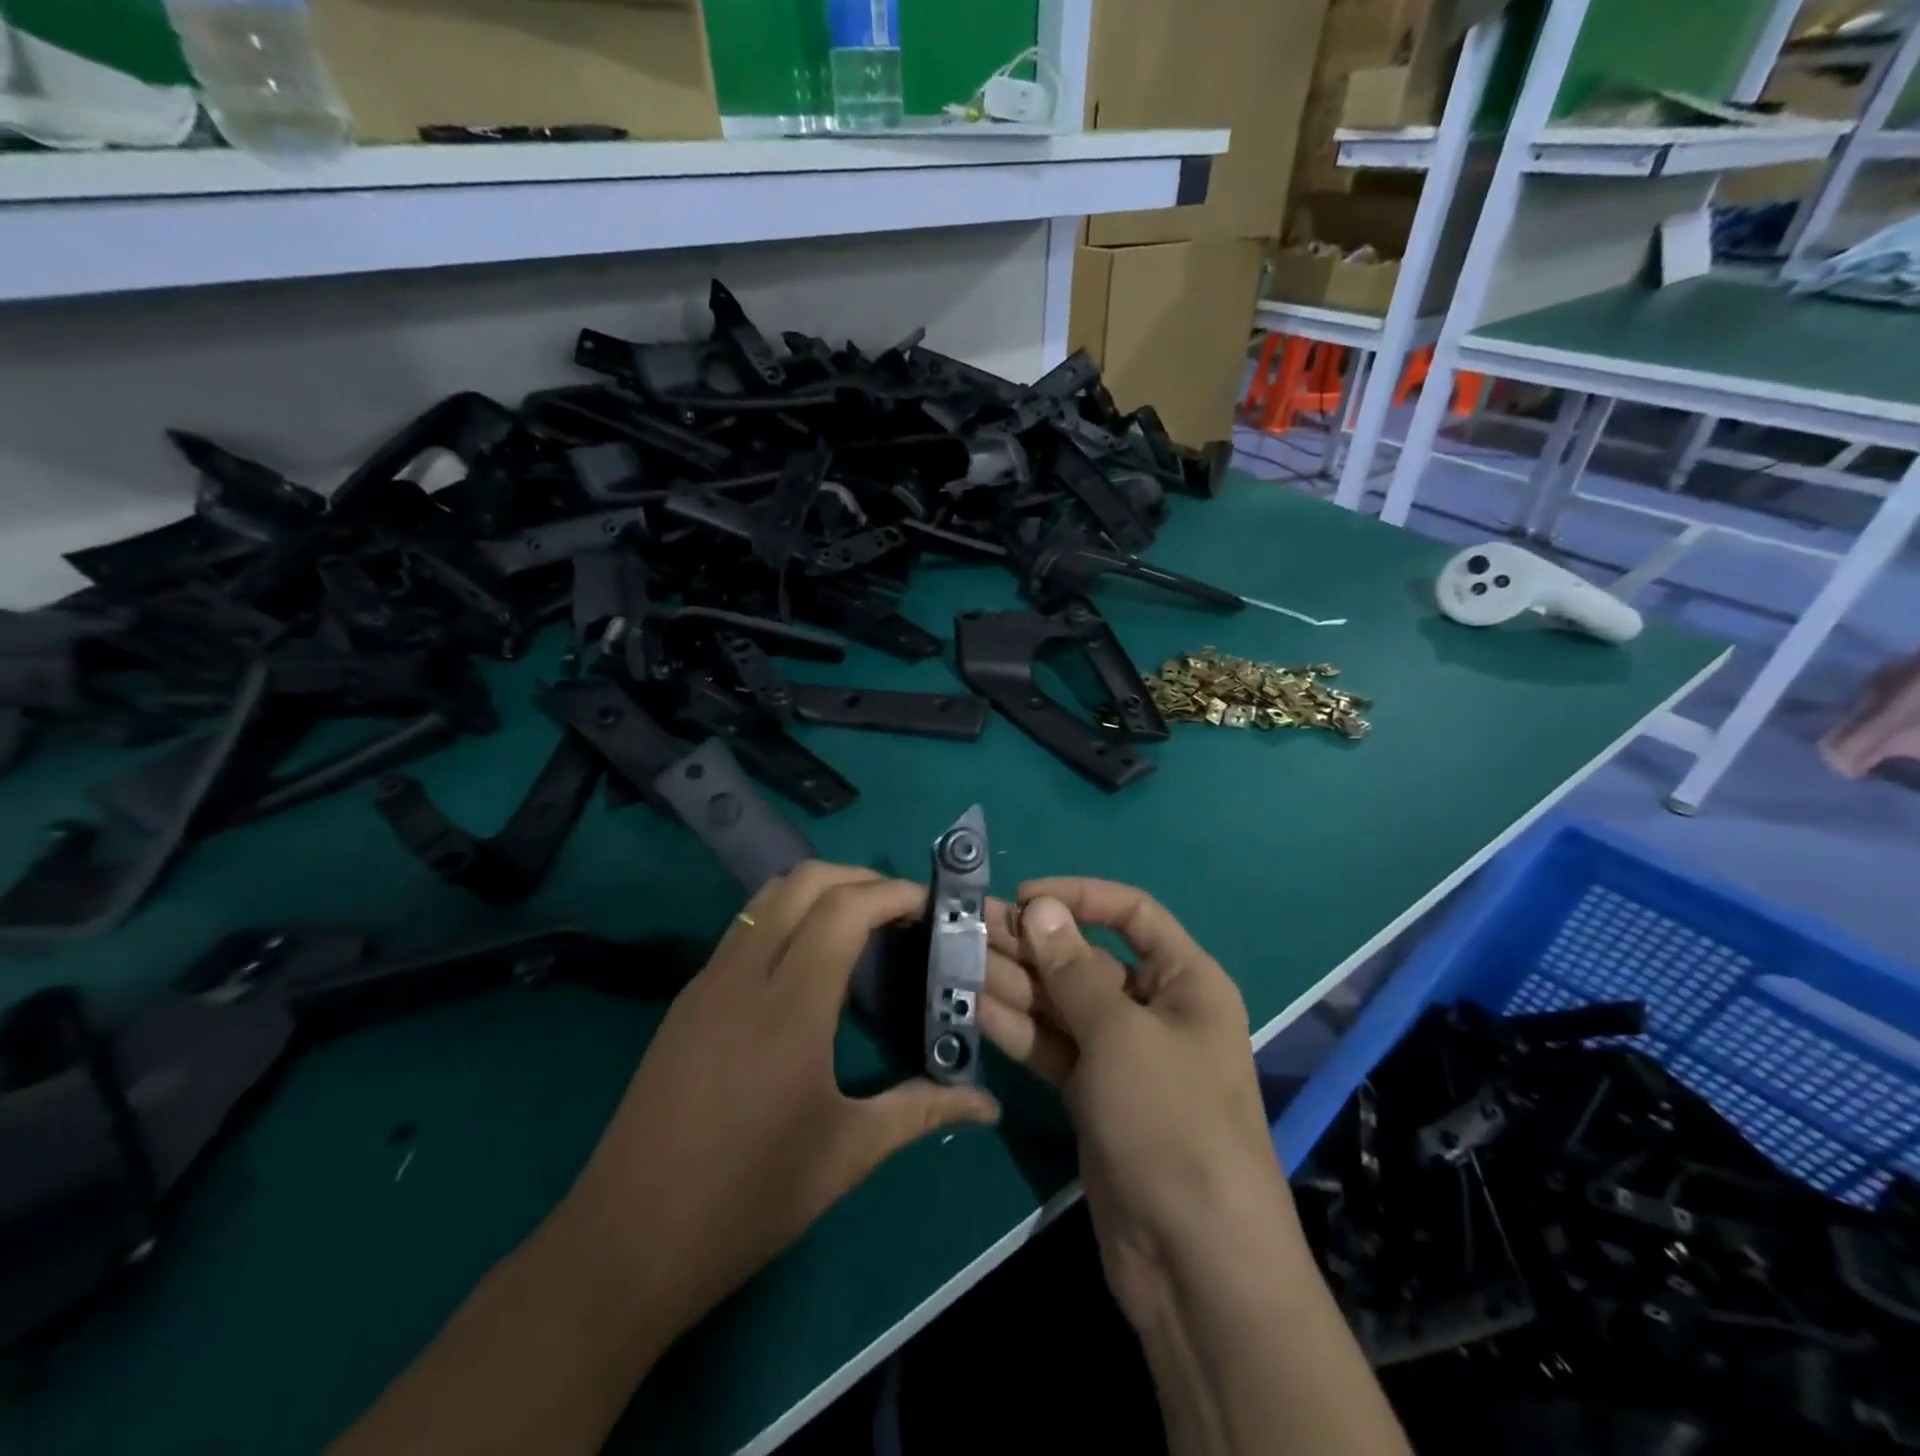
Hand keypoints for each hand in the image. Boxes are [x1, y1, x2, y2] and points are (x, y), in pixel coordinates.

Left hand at [561, 862, 999, 1337]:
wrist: (626, 1242)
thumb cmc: (749, 1198)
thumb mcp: (848, 1154)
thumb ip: (923, 1110)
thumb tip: (988, 1103)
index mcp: (790, 1006)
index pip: (845, 909)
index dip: (893, 892)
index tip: (930, 905)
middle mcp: (744, 975)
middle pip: (803, 881)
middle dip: (859, 878)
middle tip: (900, 909)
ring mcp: (707, 982)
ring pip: (767, 897)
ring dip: (819, 891)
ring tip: (860, 924)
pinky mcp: (686, 1000)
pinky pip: (745, 929)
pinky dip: (787, 917)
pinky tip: (808, 963)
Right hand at [981, 880, 1289, 1333]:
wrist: (1194, 1262)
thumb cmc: (1172, 1122)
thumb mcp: (1121, 1034)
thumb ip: (1073, 970)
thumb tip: (1039, 907)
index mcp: (1184, 981)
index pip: (1131, 913)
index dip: (1079, 896)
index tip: (1024, 895)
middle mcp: (1153, 1009)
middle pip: (1085, 958)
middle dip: (1031, 941)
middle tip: (968, 924)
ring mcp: (1121, 1056)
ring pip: (1060, 1003)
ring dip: (1013, 982)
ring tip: (957, 958)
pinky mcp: (1092, 1096)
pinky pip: (1051, 1047)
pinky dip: (1016, 1028)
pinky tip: (972, 1006)